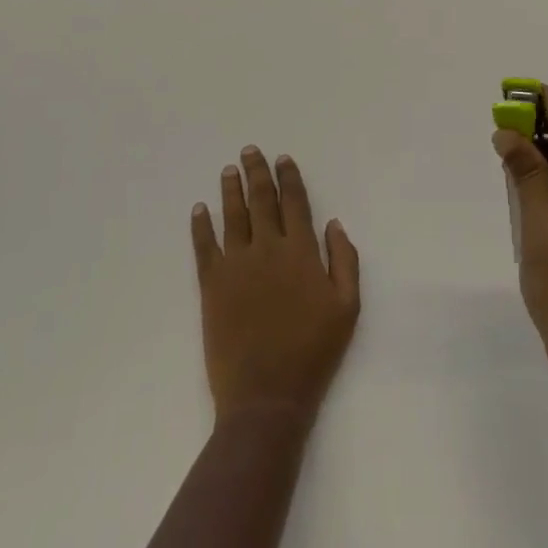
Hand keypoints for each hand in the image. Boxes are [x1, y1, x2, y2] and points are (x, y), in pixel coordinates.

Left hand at [191, 146, 360, 425]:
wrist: (266, 397)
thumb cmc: (313, 352)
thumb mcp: (347, 307)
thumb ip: (345, 260)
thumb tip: (333, 223)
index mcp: (300, 251)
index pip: (294, 202)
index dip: (288, 177)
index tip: (282, 158)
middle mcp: (267, 248)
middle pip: (260, 200)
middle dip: (256, 172)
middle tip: (249, 151)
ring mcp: (237, 265)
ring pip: (233, 216)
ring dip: (230, 190)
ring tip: (228, 170)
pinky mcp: (212, 286)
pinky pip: (205, 247)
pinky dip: (201, 225)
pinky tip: (200, 209)